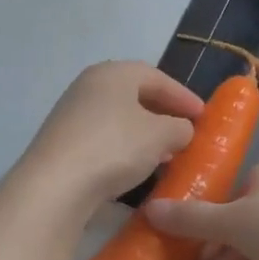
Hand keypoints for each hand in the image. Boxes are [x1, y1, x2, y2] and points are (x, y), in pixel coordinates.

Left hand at [11, 62, 205, 218]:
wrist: (55, 186)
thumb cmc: (114, 147)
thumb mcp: (160, 135)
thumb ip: (180, 127)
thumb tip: (181, 129)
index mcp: (113, 73)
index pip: (156, 77)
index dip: (183, 96)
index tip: (203, 116)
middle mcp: (88, 86)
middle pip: (135, 95)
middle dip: (163, 114)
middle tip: (185, 133)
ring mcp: (71, 115)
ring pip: (119, 118)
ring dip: (145, 134)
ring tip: (166, 154)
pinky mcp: (62, 143)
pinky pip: (104, 138)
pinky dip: (125, 148)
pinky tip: (137, 168)